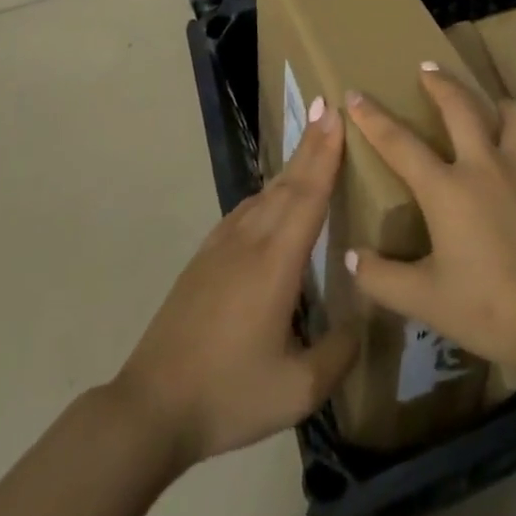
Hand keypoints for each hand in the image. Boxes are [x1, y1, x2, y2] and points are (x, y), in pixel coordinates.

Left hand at [115, 97, 357, 468]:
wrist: (151, 407)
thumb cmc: (228, 395)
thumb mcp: (297, 390)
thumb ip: (339, 354)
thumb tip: (364, 320)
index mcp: (276, 262)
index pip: (308, 194)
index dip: (325, 153)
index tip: (334, 112)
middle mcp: (250, 241)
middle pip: (288, 182)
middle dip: (311, 144)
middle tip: (327, 107)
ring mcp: (222, 246)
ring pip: (265, 194)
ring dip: (291, 166)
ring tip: (311, 144)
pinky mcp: (205, 258)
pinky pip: (245, 210)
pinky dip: (268, 192)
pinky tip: (272, 197)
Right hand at [346, 64, 515, 368]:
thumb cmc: (488, 309)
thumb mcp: (425, 301)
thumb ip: (382, 278)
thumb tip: (351, 258)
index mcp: (447, 190)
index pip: (400, 143)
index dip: (374, 118)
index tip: (355, 94)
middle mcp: (484, 166)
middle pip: (460, 107)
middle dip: (440, 82)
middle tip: (427, 67)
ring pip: (511, 113)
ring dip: (494, 102)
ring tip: (488, 104)